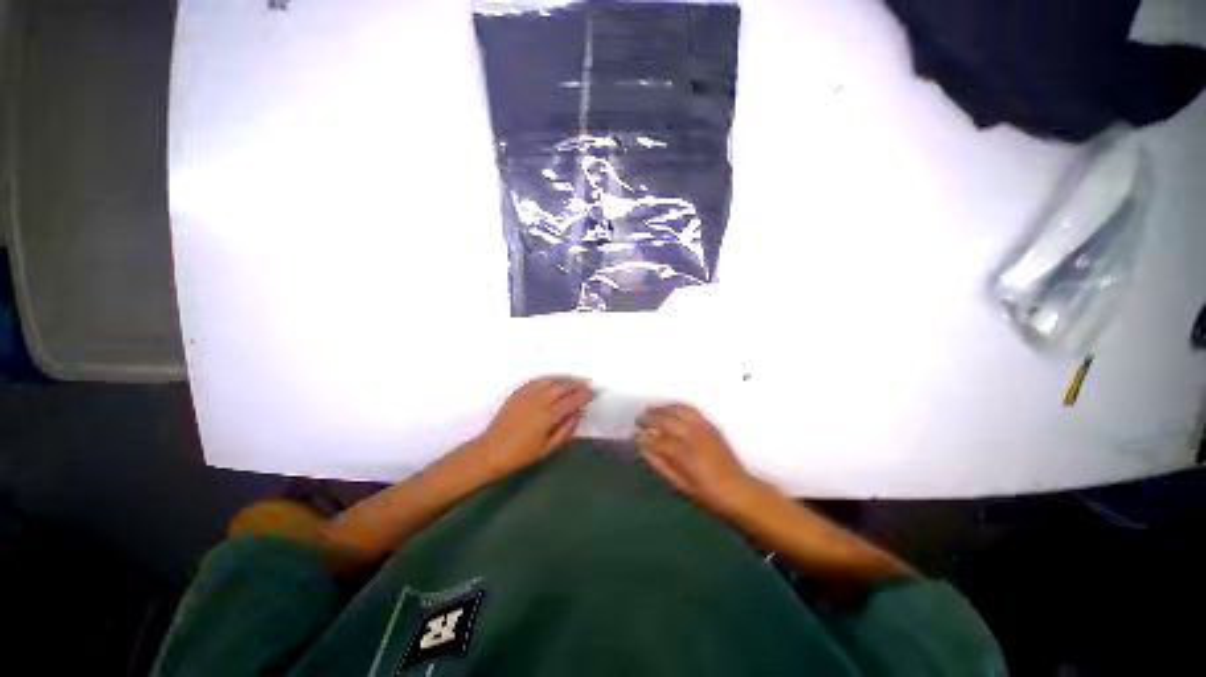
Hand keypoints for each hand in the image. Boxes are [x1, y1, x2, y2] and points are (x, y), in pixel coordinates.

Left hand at [472, 377, 593, 479]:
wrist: (491, 451)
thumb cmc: (521, 454)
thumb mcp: (548, 448)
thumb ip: (566, 429)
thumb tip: (579, 413)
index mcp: (548, 417)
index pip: (571, 400)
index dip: (583, 395)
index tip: (592, 392)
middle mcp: (539, 401)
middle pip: (562, 387)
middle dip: (576, 384)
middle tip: (586, 385)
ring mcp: (527, 395)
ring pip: (550, 381)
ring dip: (564, 380)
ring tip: (573, 382)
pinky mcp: (518, 393)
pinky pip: (537, 381)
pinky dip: (548, 379)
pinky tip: (554, 382)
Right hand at [636, 404, 758, 517]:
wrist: (739, 491)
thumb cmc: (708, 494)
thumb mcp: (681, 486)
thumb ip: (660, 465)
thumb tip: (643, 449)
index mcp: (685, 456)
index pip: (657, 440)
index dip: (643, 437)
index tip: (634, 436)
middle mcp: (693, 437)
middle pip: (666, 420)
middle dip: (649, 418)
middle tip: (638, 420)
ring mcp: (703, 429)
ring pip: (678, 410)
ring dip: (661, 408)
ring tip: (651, 411)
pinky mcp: (710, 425)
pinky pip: (690, 409)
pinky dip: (676, 406)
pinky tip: (669, 409)